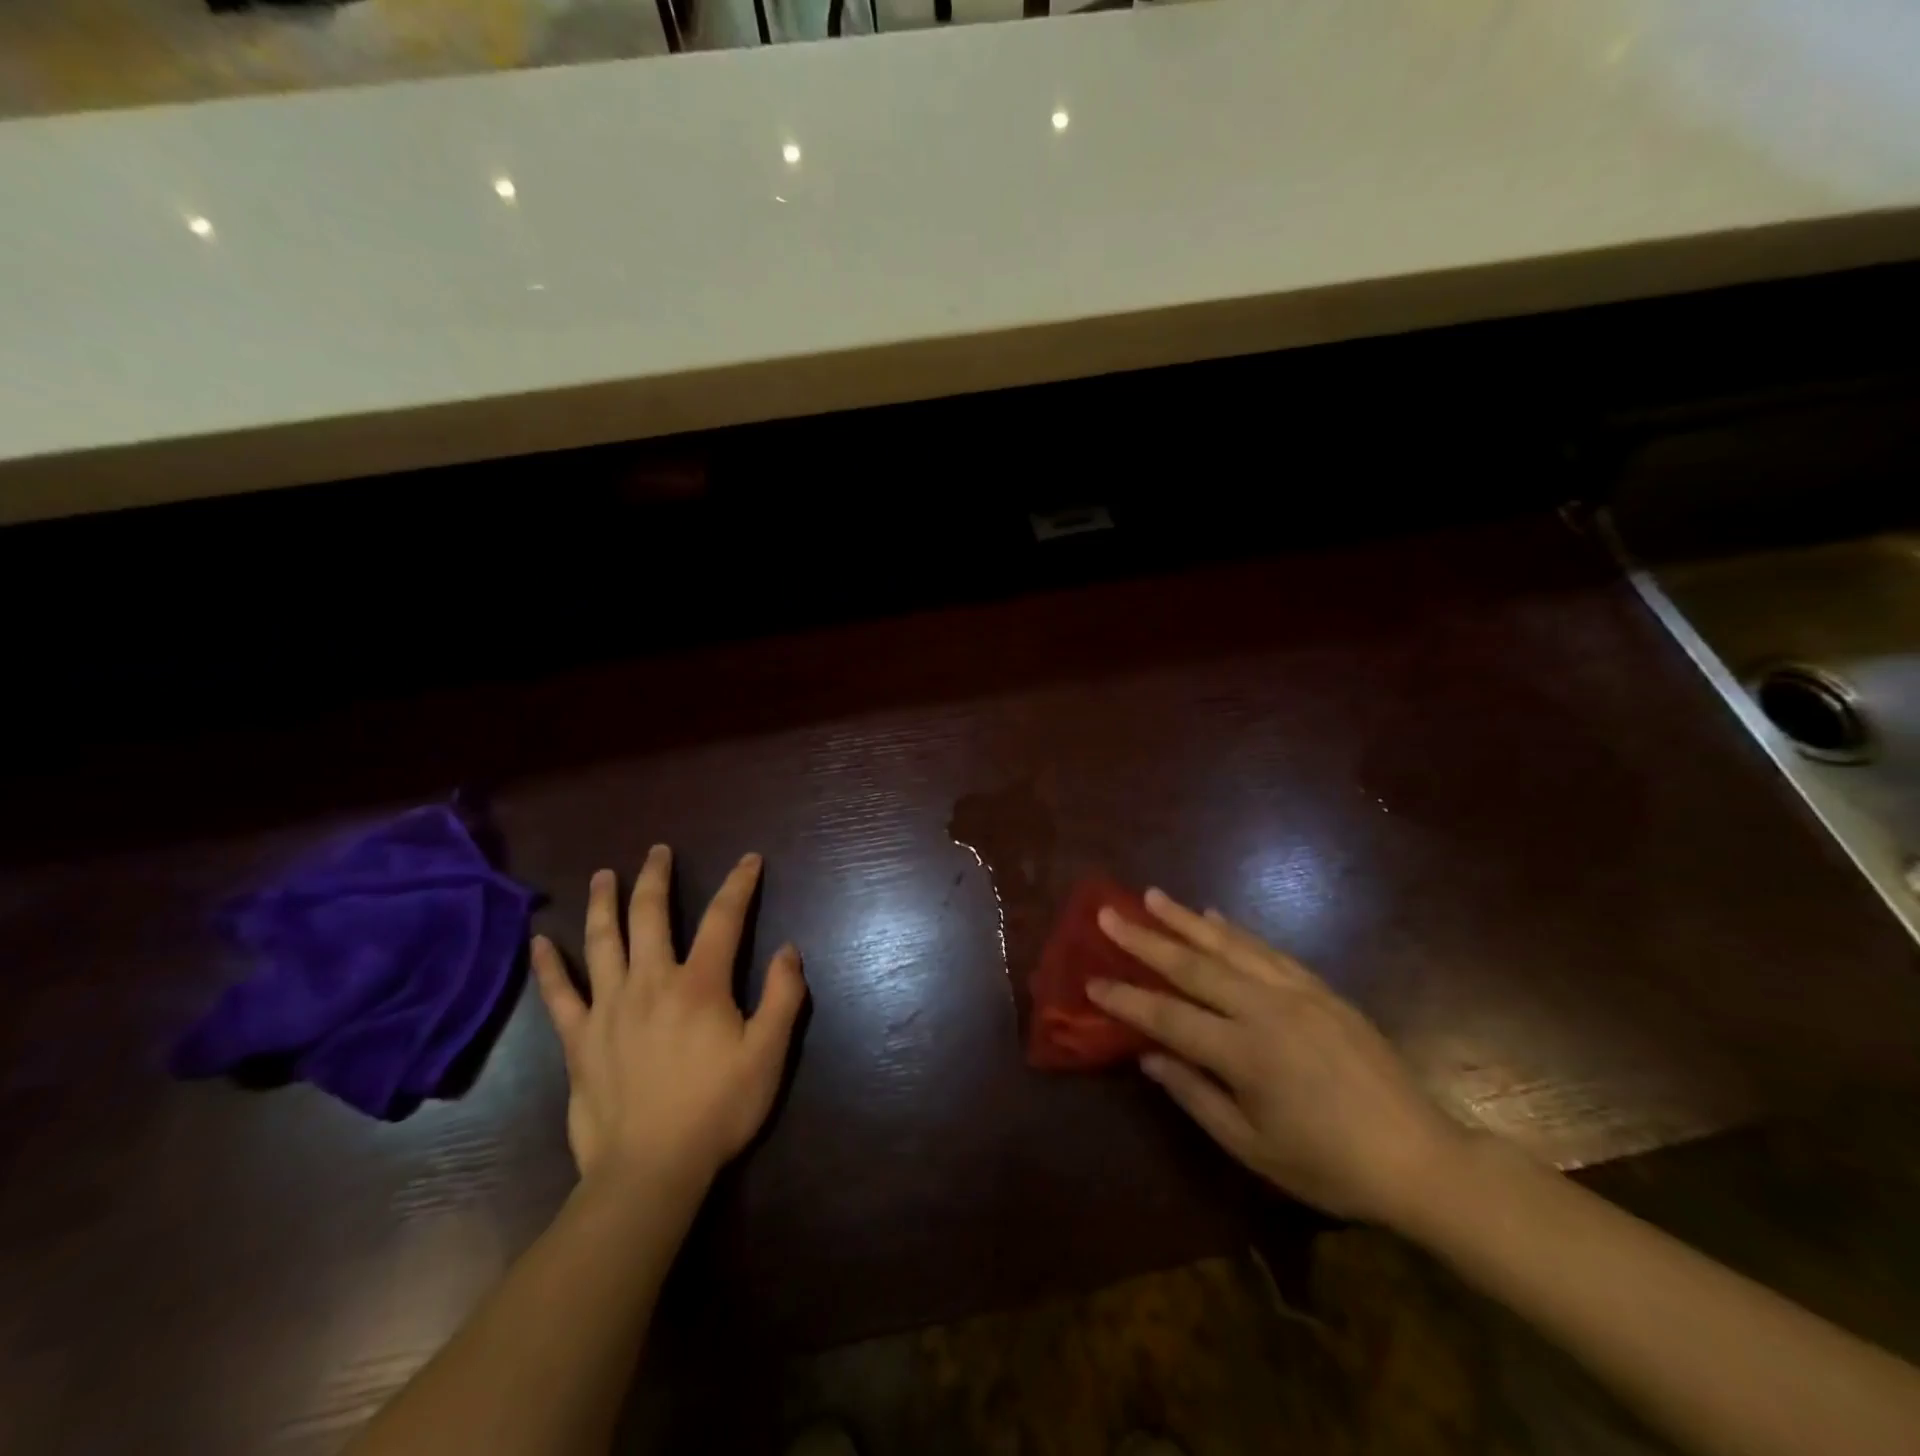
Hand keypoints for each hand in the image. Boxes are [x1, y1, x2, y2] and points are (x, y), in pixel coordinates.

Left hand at [530, 846, 806, 1195]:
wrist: (649, 1170)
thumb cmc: (717, 1109)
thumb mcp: (768, 1054)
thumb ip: (782, 996)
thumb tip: (788, 948)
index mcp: (699, 984)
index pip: (724, 919)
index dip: (739, 884)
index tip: (748, 860)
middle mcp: (650, 982)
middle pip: (650, 914)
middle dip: (657, 877)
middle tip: (658, 851)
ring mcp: (608, 1008)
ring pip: (602, 941)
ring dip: (603, 903)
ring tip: (603, 875)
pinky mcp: (578, 1039)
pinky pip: (559, 994)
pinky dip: (548, 966)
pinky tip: (538, 942)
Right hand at [1088, 889, 1465, 1227]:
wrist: (1420, 1157)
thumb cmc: (1330, 1165)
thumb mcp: (1254, 1148)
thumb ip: (1196, 1096)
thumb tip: (1149, 1056)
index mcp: (1246, 1055)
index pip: (1169, 1017)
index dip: (1126, 998)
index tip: (1090, 979)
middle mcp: (1266, 1010)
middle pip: (1193, 966)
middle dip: (1145, 939)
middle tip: (1107, 913)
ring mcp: (1296, 992)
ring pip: (1229, 945)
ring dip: (1184, 919)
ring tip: (1150, 896)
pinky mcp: (1320, 988)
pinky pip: (1267, 949)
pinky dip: (1235, 931)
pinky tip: (1213, 917)